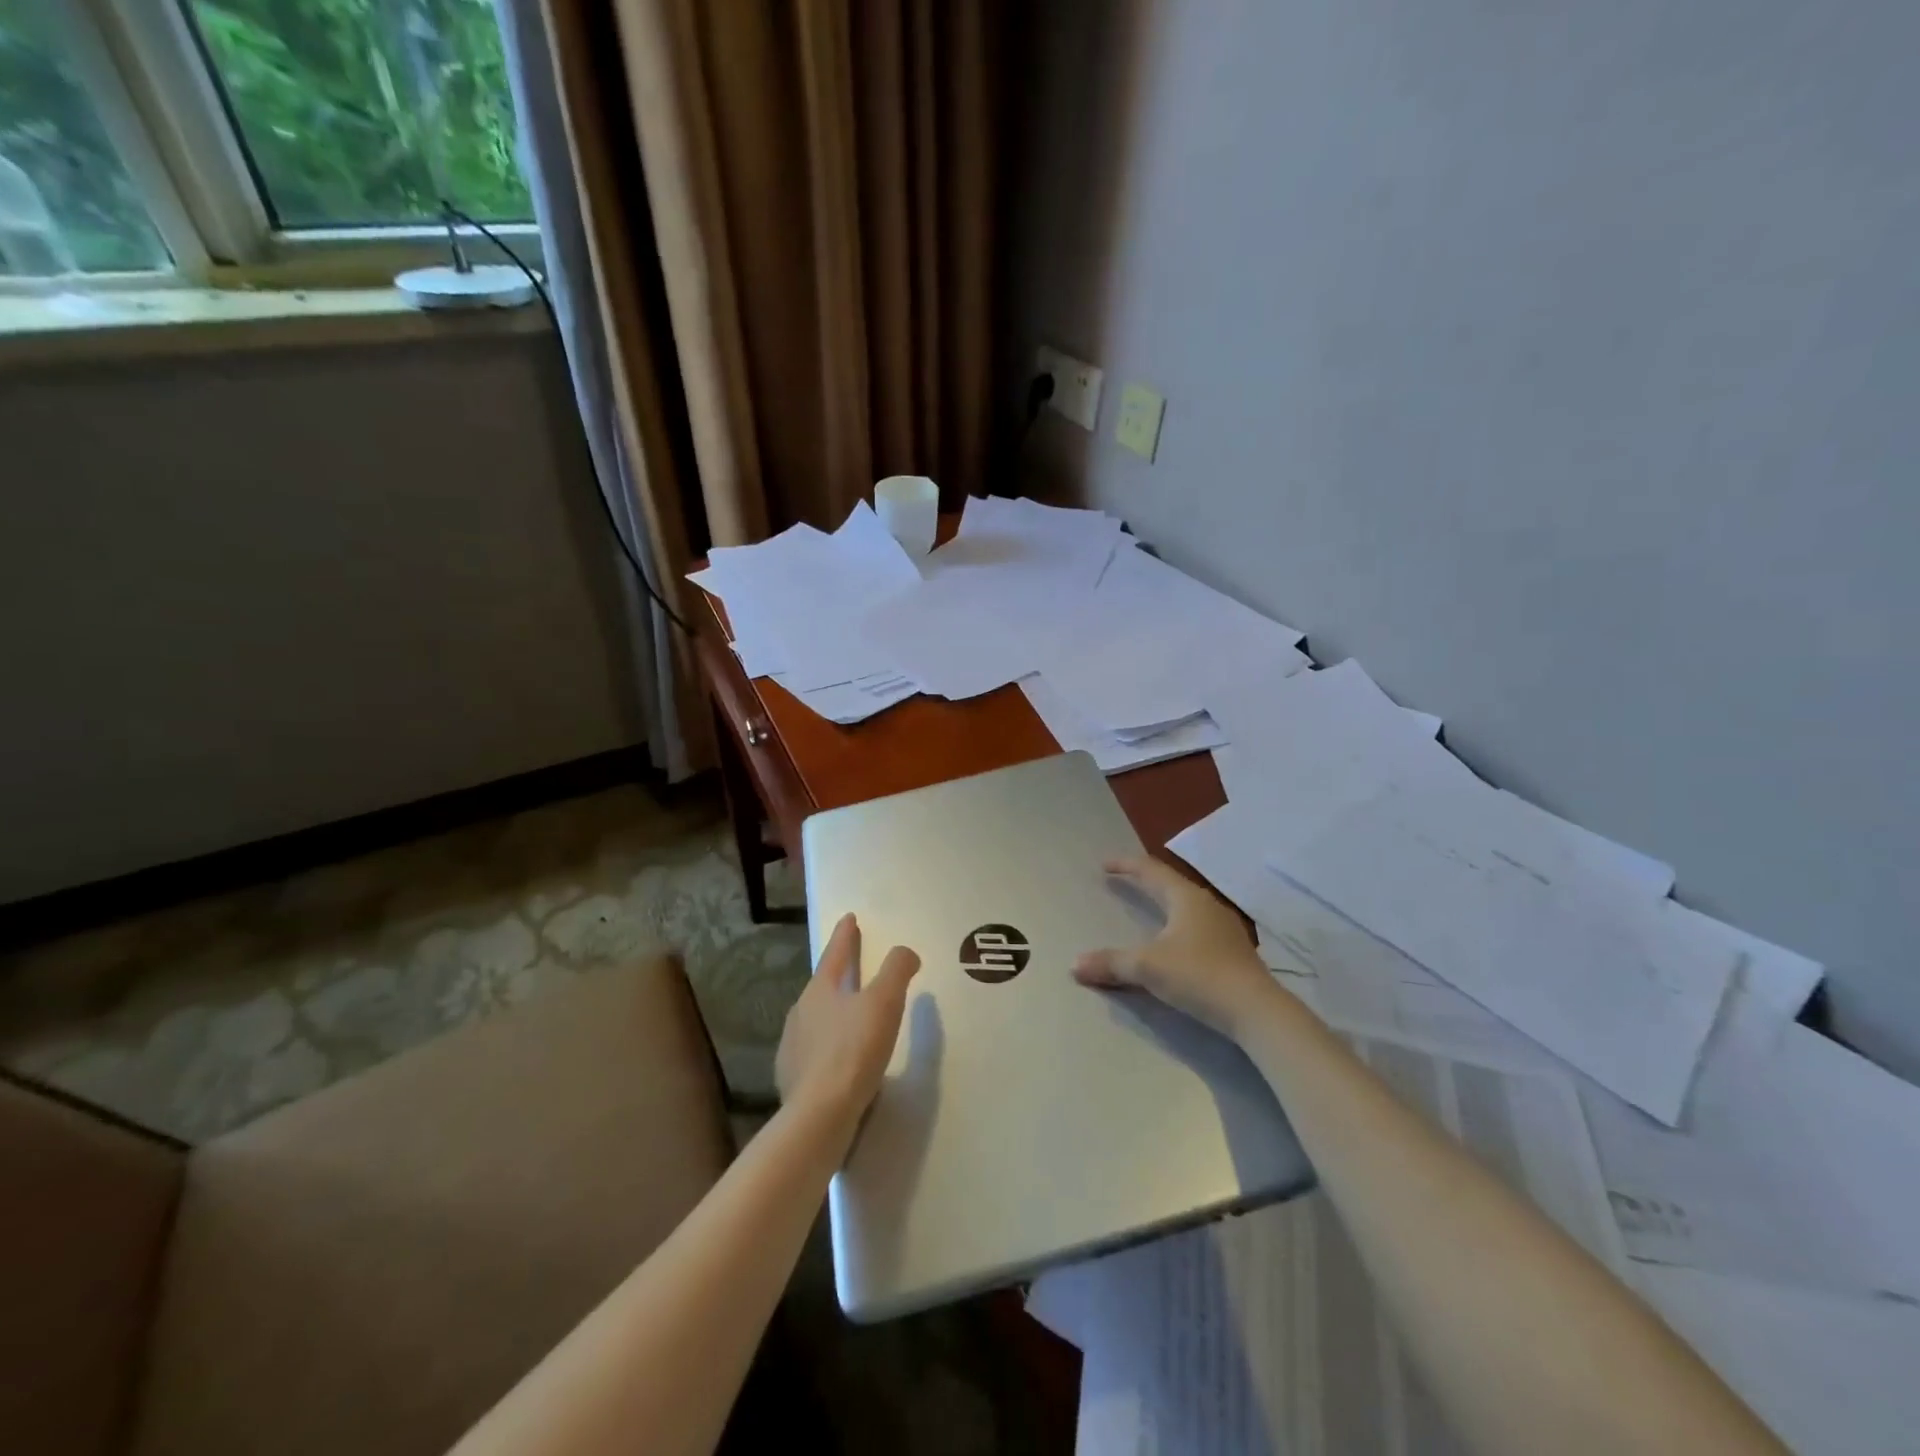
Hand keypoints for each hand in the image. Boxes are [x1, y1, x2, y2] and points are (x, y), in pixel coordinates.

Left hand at [776, 914, 920, 1124]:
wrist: (818, 1116)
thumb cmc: (853, 1051)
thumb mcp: (884, 1003)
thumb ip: (896, 971)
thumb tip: (905, 951)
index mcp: (820, 989)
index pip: (835, 953)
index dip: (845, 934)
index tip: (849, 917)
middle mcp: (800, 1012)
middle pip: (822, 985)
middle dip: (838, 974)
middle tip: (854, 967)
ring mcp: (792, 1047)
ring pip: (816, 1019)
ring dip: (832, 1012)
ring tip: (850, 1016)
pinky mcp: (792, 1079)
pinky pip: (814, 1052)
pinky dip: (828, 1047)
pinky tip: (840, 1059)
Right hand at [1074, 856, 1280, 1038]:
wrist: (1256, 1011)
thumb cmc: (1199, 975)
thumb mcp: (1148, 968)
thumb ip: (1111, 963)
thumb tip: (1075, 964)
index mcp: (1185, 898)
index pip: (1151, 871)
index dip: (1126, 865)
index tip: (1105, 864)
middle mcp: (1206, 905)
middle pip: (1170, 885)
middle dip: (1145, 882)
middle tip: (1123, 881)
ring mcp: (1225, 928)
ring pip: (1187, 906)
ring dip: (1165, 904)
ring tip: (1149, 909)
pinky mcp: (1234, 951)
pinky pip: (1198, 927)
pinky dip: (1179, 927)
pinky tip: (1176, 942)